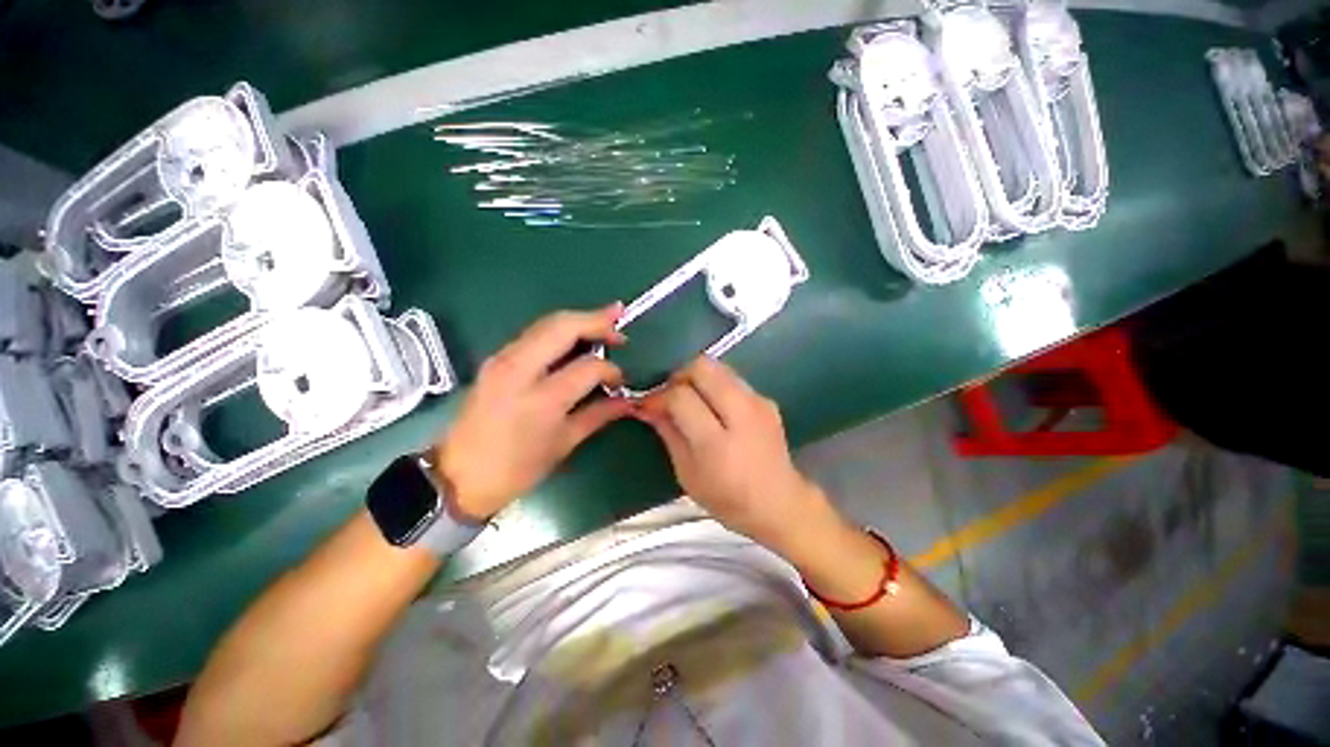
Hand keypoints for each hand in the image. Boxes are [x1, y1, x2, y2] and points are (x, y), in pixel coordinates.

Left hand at [433, 305, 633, 518]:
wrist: (457, 476)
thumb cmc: (516, 469)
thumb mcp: (563, 444)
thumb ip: (598, 415)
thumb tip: (626, 400)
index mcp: (541, 398)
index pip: (588, 367)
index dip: (611, 370)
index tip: (620, 381)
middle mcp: (519, 369)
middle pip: (563, 326)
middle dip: (596, 319)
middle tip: (619, 319)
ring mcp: (502, 360)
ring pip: (546, 324)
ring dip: (578, 320)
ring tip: (604, 322)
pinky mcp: (494, 360)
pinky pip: (533, 334)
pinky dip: (559, 331)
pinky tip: (574, 337)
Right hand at [636, 357, 835, 552]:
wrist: (780, 504)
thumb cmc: (728, 499)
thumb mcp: (687, 474)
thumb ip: (668, 433)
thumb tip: (645, 405)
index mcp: (717, 442)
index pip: (681, 396)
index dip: (658, 396)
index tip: (647, 404)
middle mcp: (741, 414)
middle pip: (702, 367)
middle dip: (678, 376)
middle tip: (668, 395)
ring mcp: (758, 402)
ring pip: (718, 366)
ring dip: (696, 378)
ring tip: (689, 399)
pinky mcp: (766, 399)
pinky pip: (732, 378)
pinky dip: (714, 385)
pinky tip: (713, 407)